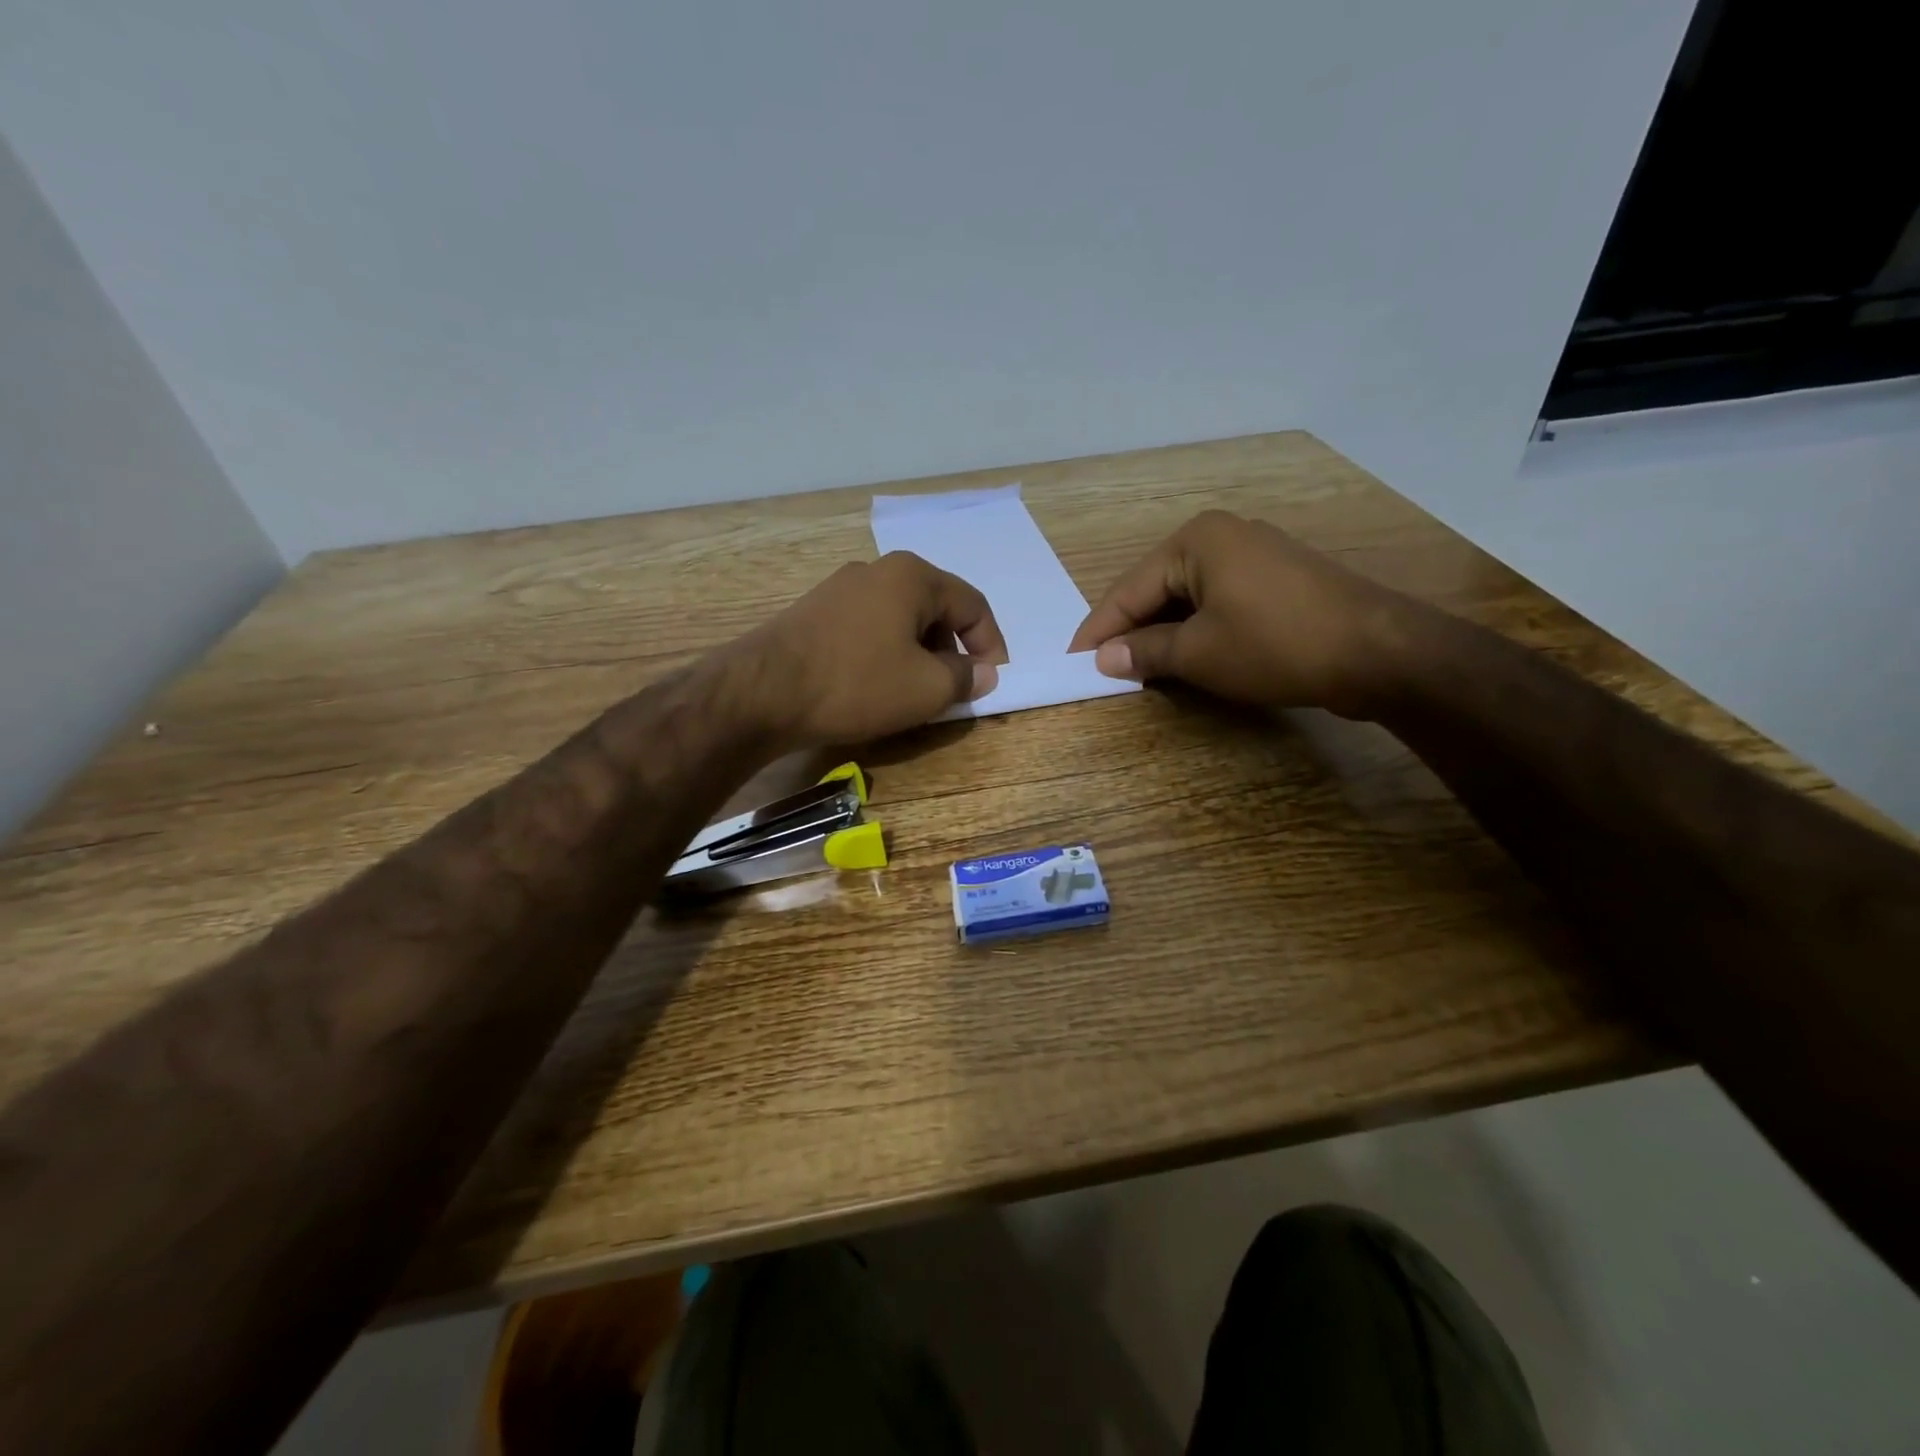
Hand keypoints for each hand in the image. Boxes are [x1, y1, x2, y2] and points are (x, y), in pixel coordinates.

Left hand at [744, 551, 1008, 745]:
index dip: (991, 644)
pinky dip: (886, 655)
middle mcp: (877, 570)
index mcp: (913, 576)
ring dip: (919, 655)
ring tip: (916, 693)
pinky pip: (869, 629)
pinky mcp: (815, 613)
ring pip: (901, 620)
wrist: (763, 693)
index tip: (993, 680)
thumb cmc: (857, 683)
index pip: (973, 605)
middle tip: (954, 690)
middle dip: (952, 650)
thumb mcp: (926, 688)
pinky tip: (877, 686)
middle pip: (935, 609)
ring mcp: (840, 589)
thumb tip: (984, 673)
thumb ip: (965, 677)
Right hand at [1068, 511, 1420, 718]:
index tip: (1072, 662)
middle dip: (1131, 631)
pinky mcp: (1277, 581)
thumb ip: (1145, 652)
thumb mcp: (1199, 653)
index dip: (1099, 630)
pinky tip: (1184, 656)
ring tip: (1137, 669)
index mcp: (1195, 540)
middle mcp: (1222, 536)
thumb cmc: (1275, 644)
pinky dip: (1195, 631)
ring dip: (1162, 634)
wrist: (1378, 651)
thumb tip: (1104, 658)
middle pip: (1157, 589)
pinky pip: (1218, 603)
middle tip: (1102, 669)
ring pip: (1188, 598)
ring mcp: (1254, 555)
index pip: (1129, 589)